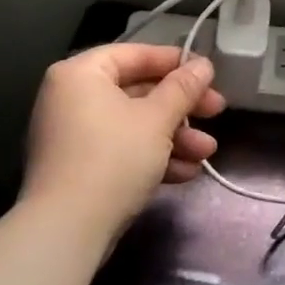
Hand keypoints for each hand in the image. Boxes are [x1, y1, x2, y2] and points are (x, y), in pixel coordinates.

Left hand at [22, 43, 226, 236]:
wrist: (67, 230)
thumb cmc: (113, 158)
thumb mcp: (157, 119)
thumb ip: (183, 88)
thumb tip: (203, 64)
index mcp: (81, 74)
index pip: (134, 54)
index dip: (175, 62)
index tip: (208, 73)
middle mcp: (71, 98)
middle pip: (137, 91)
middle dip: (181, 108)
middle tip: (217, 112)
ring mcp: (73, 136)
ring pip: (133, 124)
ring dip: (175, 137)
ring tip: (207, 153)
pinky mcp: (79, 169)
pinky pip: (121, 150)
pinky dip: (152, 157)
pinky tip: (186, 173)